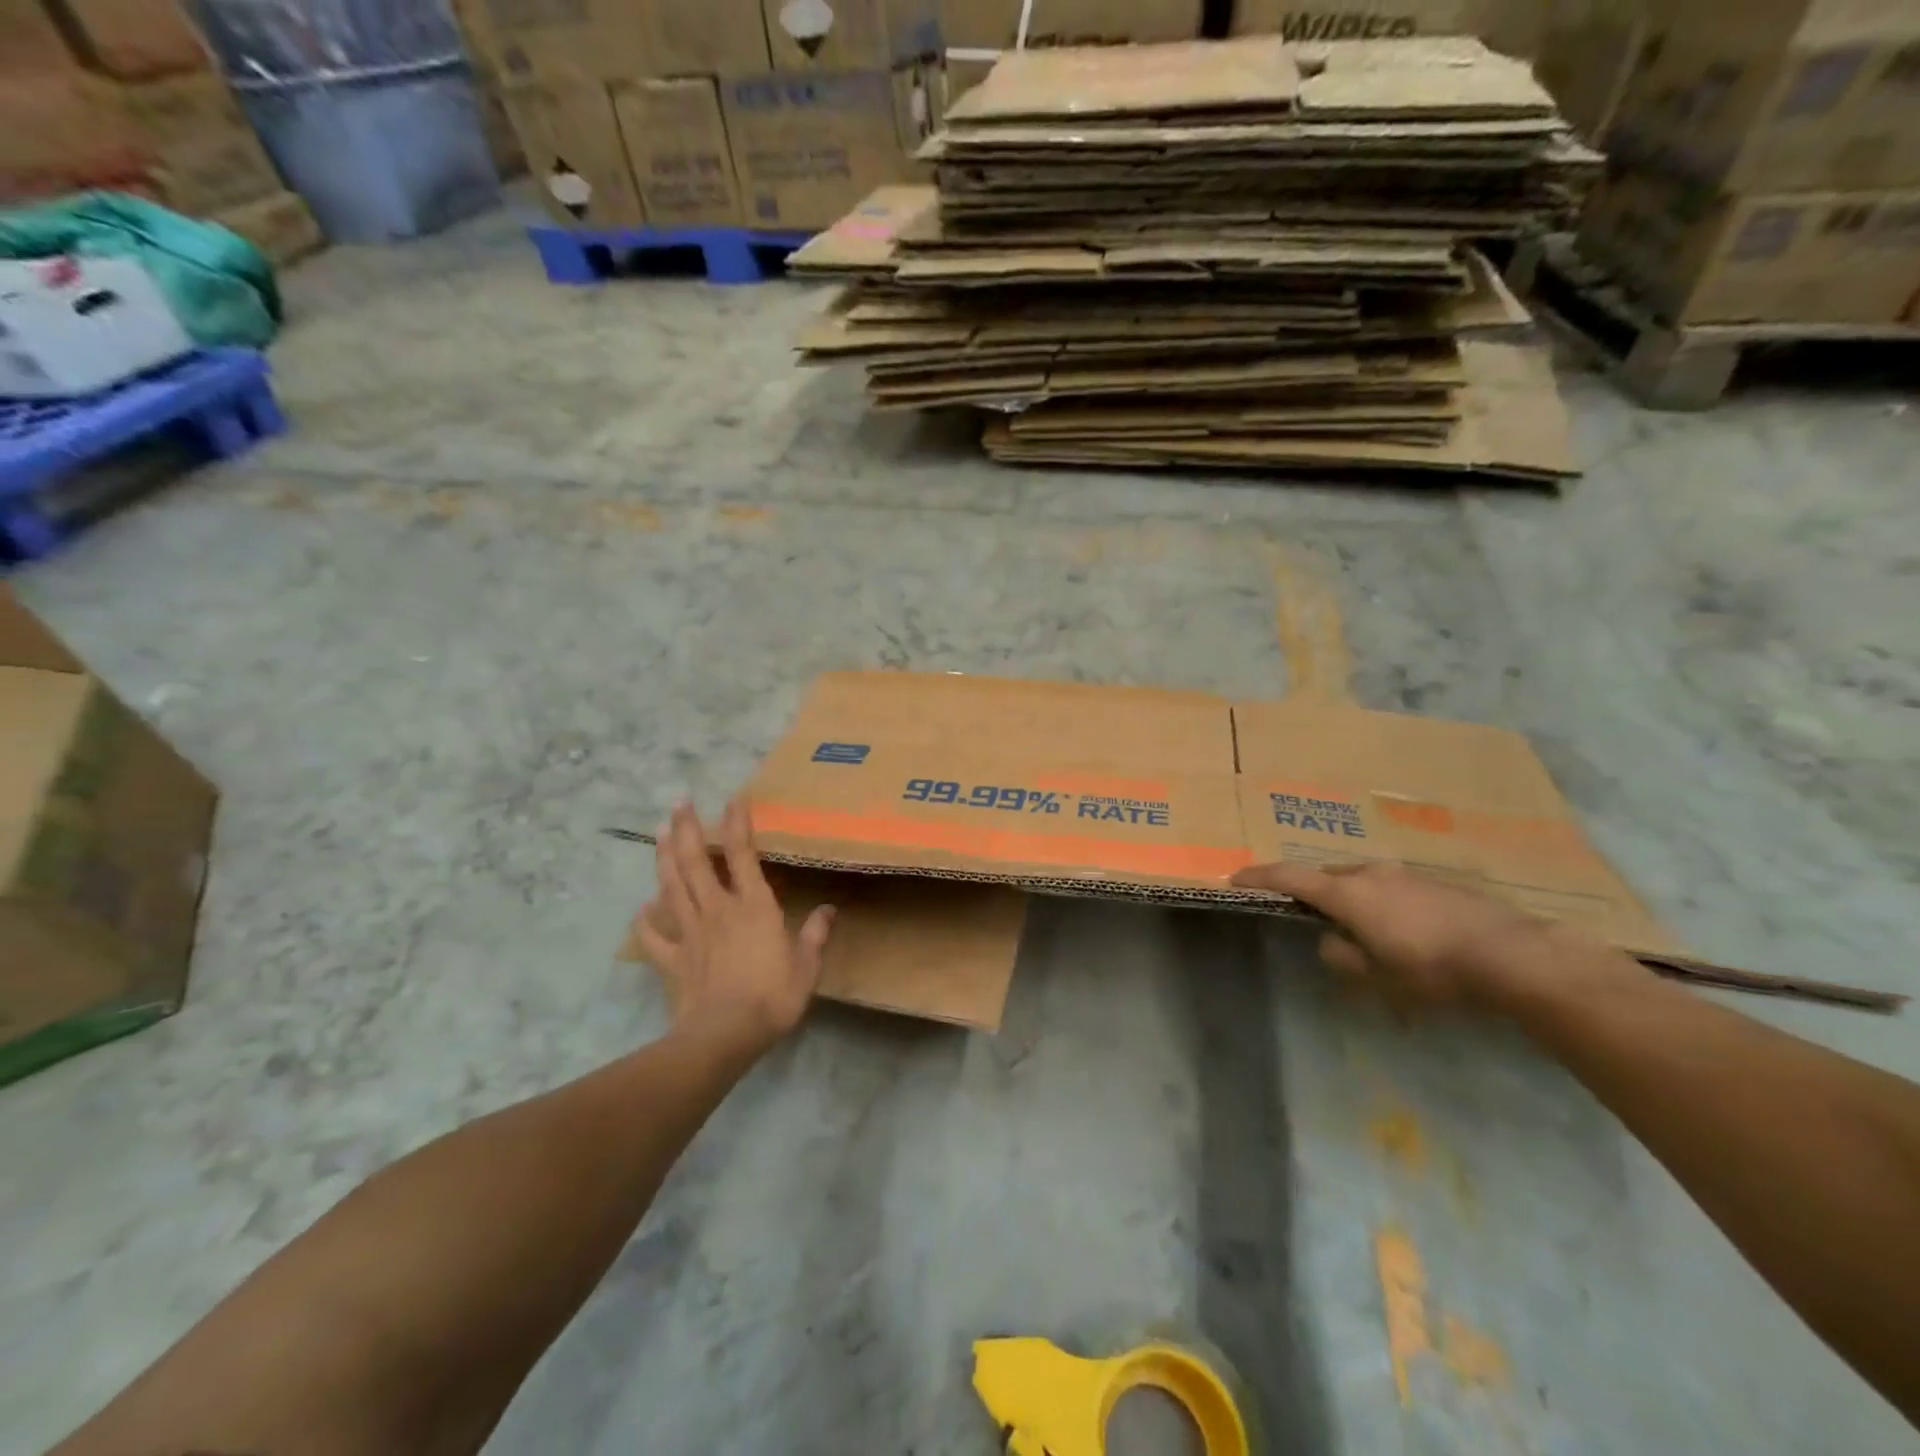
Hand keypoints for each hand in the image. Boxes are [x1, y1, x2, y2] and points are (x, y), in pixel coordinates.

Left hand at [632, 799, 834, 1057]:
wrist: (724, 1035)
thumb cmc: (772, 997)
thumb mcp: (807, 966)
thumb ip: (815, 934)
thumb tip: (828, 910)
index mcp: (753, 906)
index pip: (743, 855)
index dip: (737, 825)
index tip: (733, 799)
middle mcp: (718, 910)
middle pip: (697, 862)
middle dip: (687, 828)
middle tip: (679, 801)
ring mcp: (691, 933)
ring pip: (673, 887)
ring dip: (664, 857)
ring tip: (657, 831)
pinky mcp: (672, 959)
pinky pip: (654, 936)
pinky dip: (646, 920)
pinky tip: (642, 908)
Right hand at [1230, 860, 1622, 1011]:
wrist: (1514, 955)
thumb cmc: (1433, 969)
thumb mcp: (1377, 976)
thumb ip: (1342, 956)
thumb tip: (1331, 941)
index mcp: (1348, 892)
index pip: (1290, 876)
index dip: (1260, 876)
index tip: (1236, 877)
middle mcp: (1372, 873)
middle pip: (1327, 875)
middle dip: (1311, 891)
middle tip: (1307, 915)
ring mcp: (1407, 873)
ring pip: (1362, 880)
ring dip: (1350, 898)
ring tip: (1360, 928)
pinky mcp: (1437, 882)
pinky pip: (1392, 887)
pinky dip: (1381, 903)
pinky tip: (1403, 930)